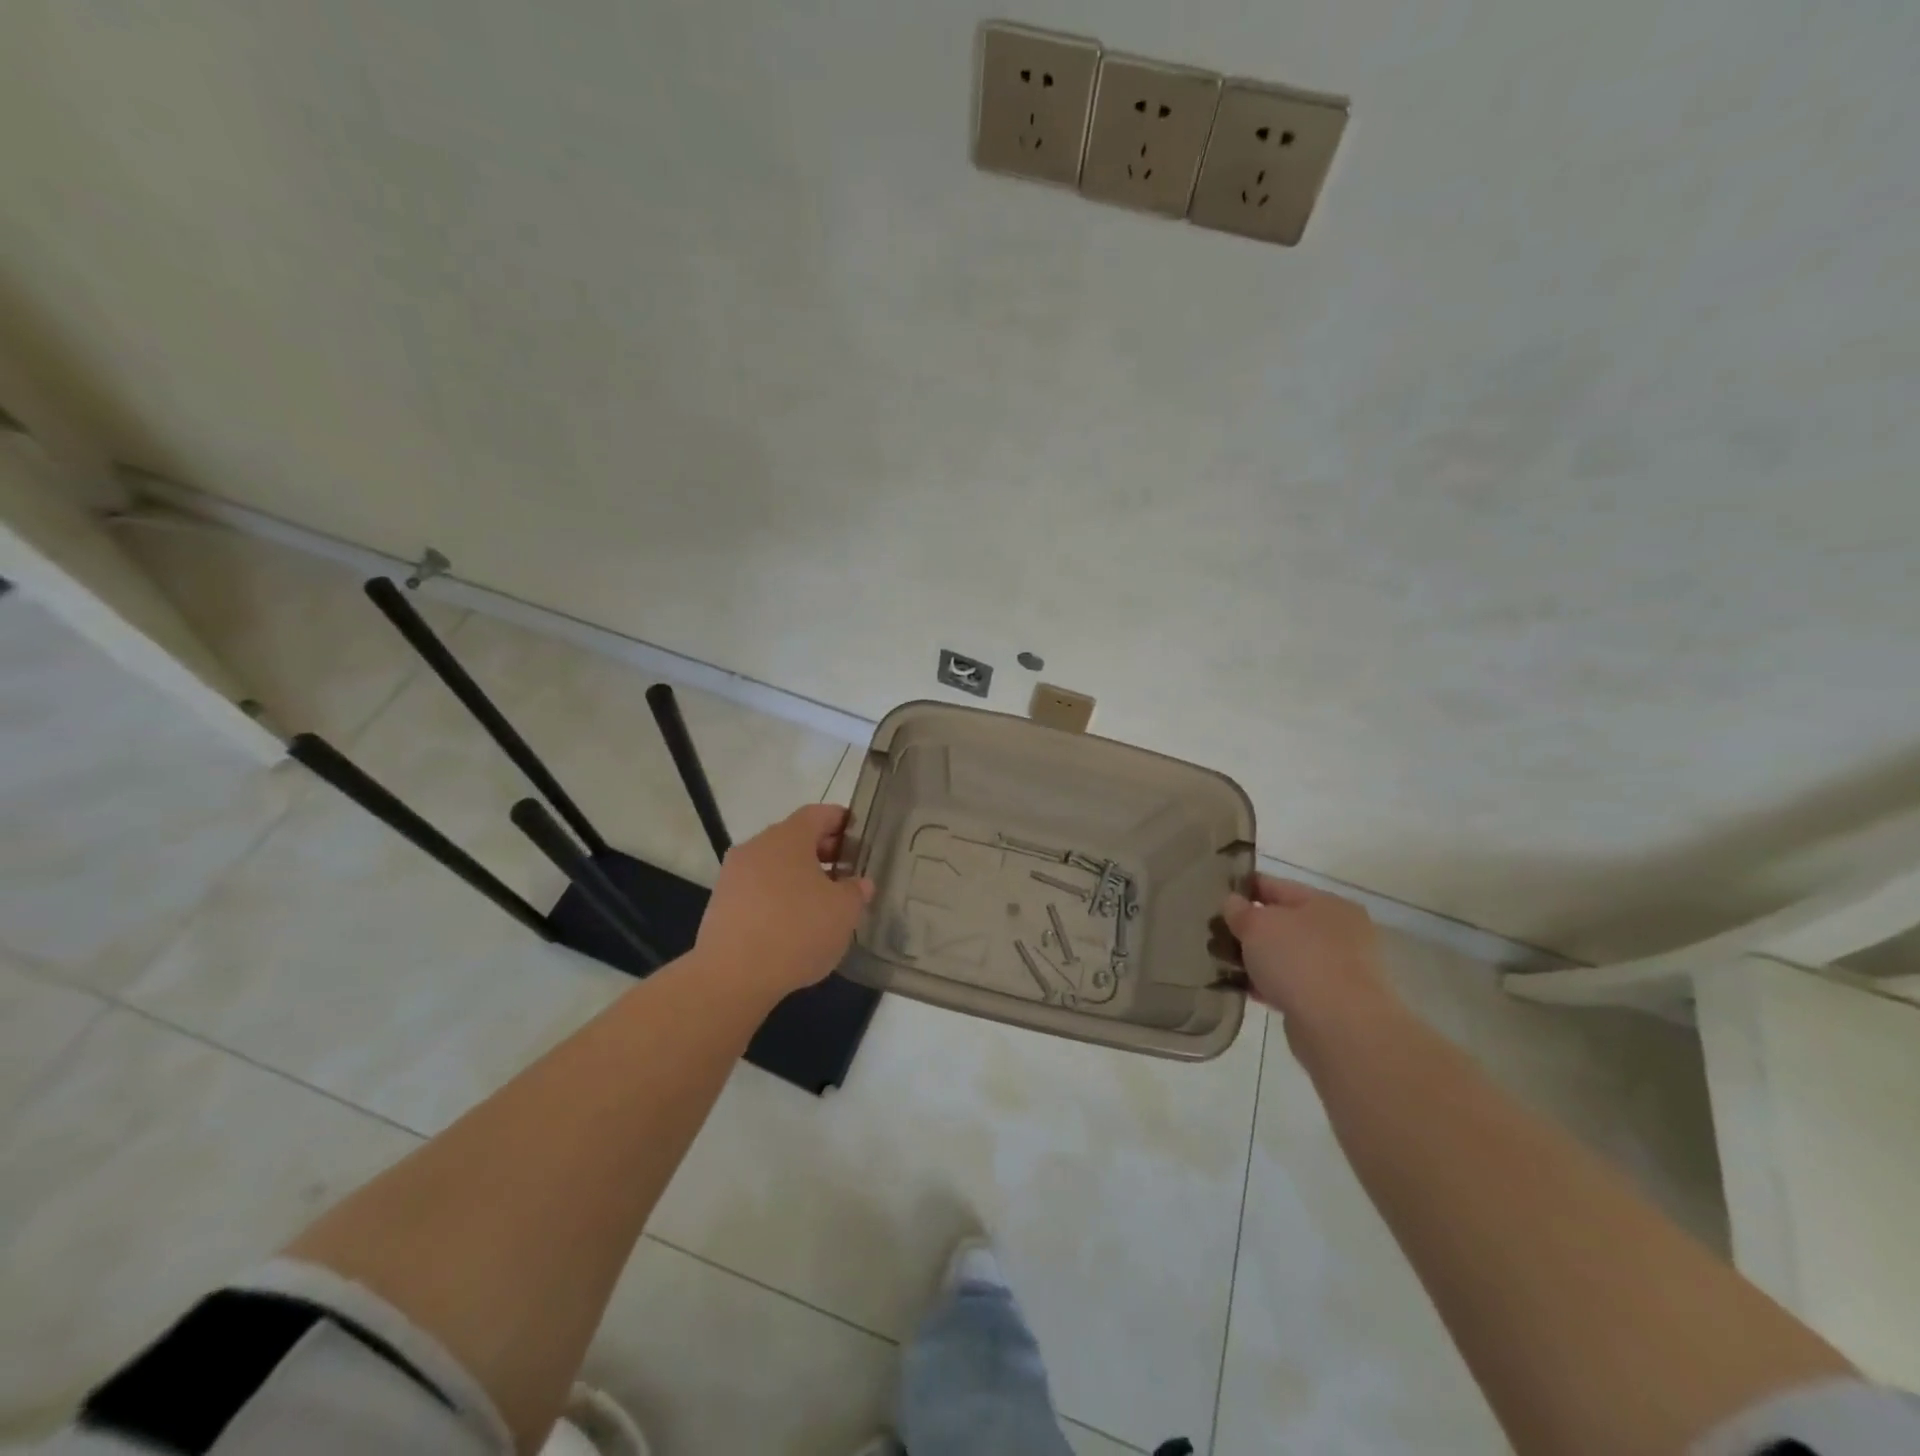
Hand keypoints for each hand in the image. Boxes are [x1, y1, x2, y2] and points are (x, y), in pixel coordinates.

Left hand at [694, 803, 873, 1002]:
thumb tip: (858, 883)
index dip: (842, 821)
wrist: (731, 976)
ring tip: (822, 901)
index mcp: (788, 837)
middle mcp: (757, 846)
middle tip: (847, 871)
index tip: (859, 835)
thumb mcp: (843, 911)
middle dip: (823, 851)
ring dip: (799, 875)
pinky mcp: (721, 903)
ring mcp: (734, 874)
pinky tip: (793, 923)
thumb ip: (855, 891)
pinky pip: (758, 888)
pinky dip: (778, 896)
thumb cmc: (797, 930)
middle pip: (795, 837)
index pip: (818, 814)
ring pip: (775, 864)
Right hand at [1221, 875, 1393, 1027]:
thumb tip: (1233, 903)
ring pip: (1288, 956)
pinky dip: (1271, 985)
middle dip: (1250, 929)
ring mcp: (1341, 968)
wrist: (1341, 1028)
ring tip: (1224, 965)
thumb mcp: (1257, 925)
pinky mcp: (1335, 1002)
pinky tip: (1246, 990)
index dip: (1244, 888)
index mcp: (1326, 903)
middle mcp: (1340, 931)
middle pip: (1283, 922)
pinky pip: (1293, 985)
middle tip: (1215, 934)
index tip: (1215, 895)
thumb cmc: (1299, 960)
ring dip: (1259, 960)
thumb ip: (1240, 911)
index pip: (1276, 886)